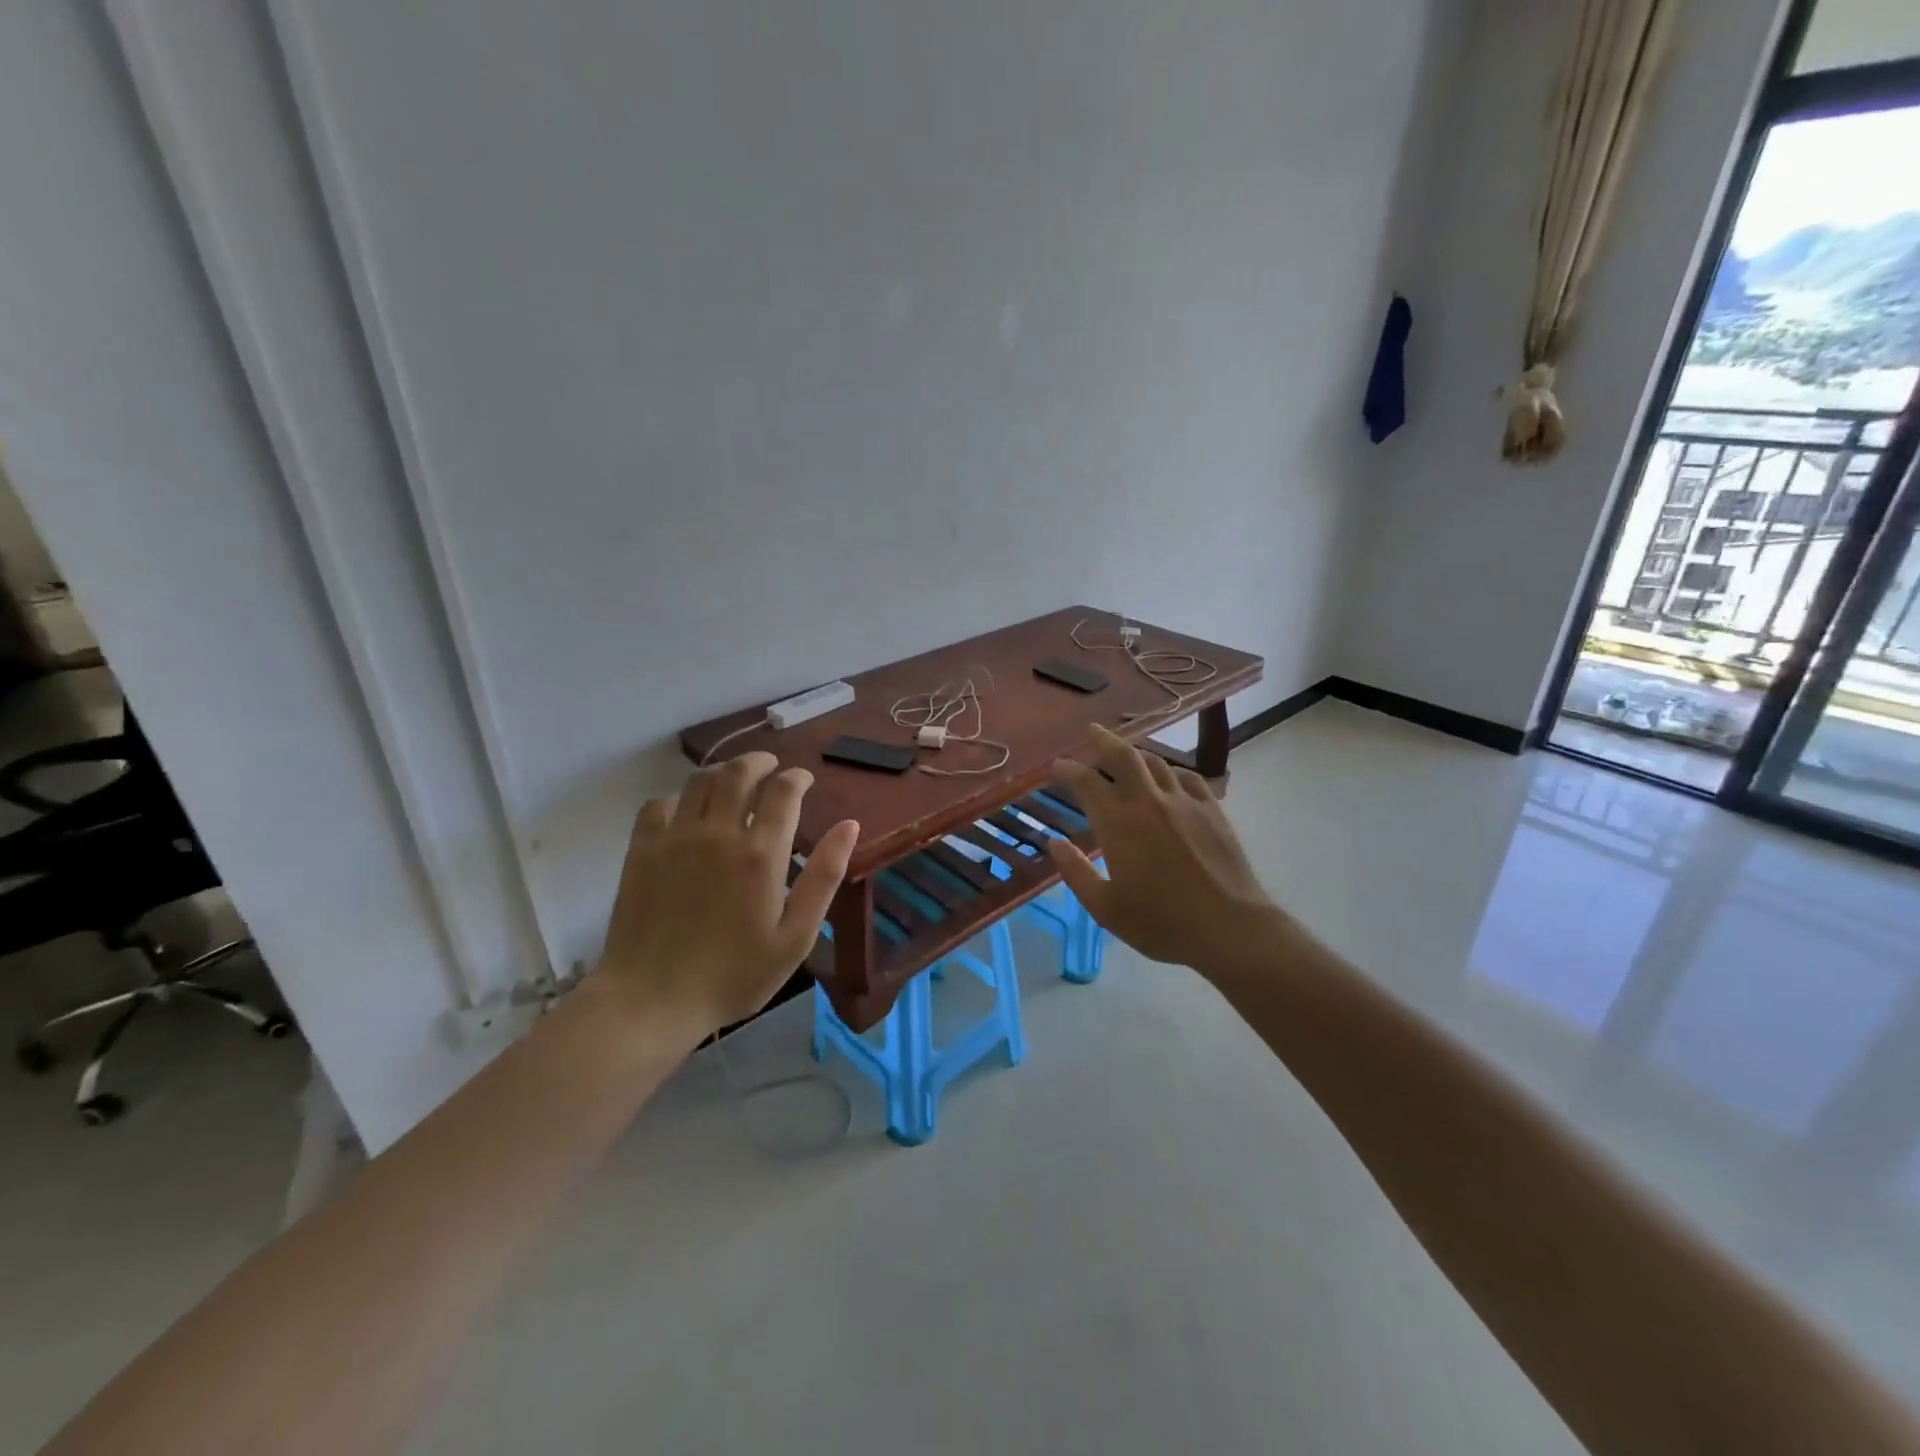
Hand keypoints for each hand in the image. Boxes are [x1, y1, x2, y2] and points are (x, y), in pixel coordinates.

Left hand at [595, 752, 858, 1035]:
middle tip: (771, 766)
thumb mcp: (795, 936)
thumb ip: (824, 876)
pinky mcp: (642, 850)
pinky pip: (659, 804)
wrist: (652, 999)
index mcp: (761, 853)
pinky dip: (679, 797)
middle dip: (760, 761)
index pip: (783, 791)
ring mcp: (675, 838)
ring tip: (734, 781)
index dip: (797, 777)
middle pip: (739, 773)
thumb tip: (850, 825)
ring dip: (722, 772)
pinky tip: (687, 812)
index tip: (804, 780)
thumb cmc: (734, 974)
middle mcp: (718, 833)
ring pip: (700, 781)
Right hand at [1048, 725, 1284, 975]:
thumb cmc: (1162, 923)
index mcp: (1118, 824)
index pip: (1087, 783)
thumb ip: (1076, 872)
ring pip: (1156, 762)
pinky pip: (1188, 777)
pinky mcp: (1212, 810)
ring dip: (1136, 754)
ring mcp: (1184, 802)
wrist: (1228, 927)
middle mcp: (1148, 802)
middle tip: (1092, 731)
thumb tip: (1054, 843)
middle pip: (1123, 756)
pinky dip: (1171, 771)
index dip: (1068, 770)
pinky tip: (1169, 777)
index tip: (1057, 766)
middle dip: (1103, 740)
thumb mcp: (1106, 908)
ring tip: (1126, 753)